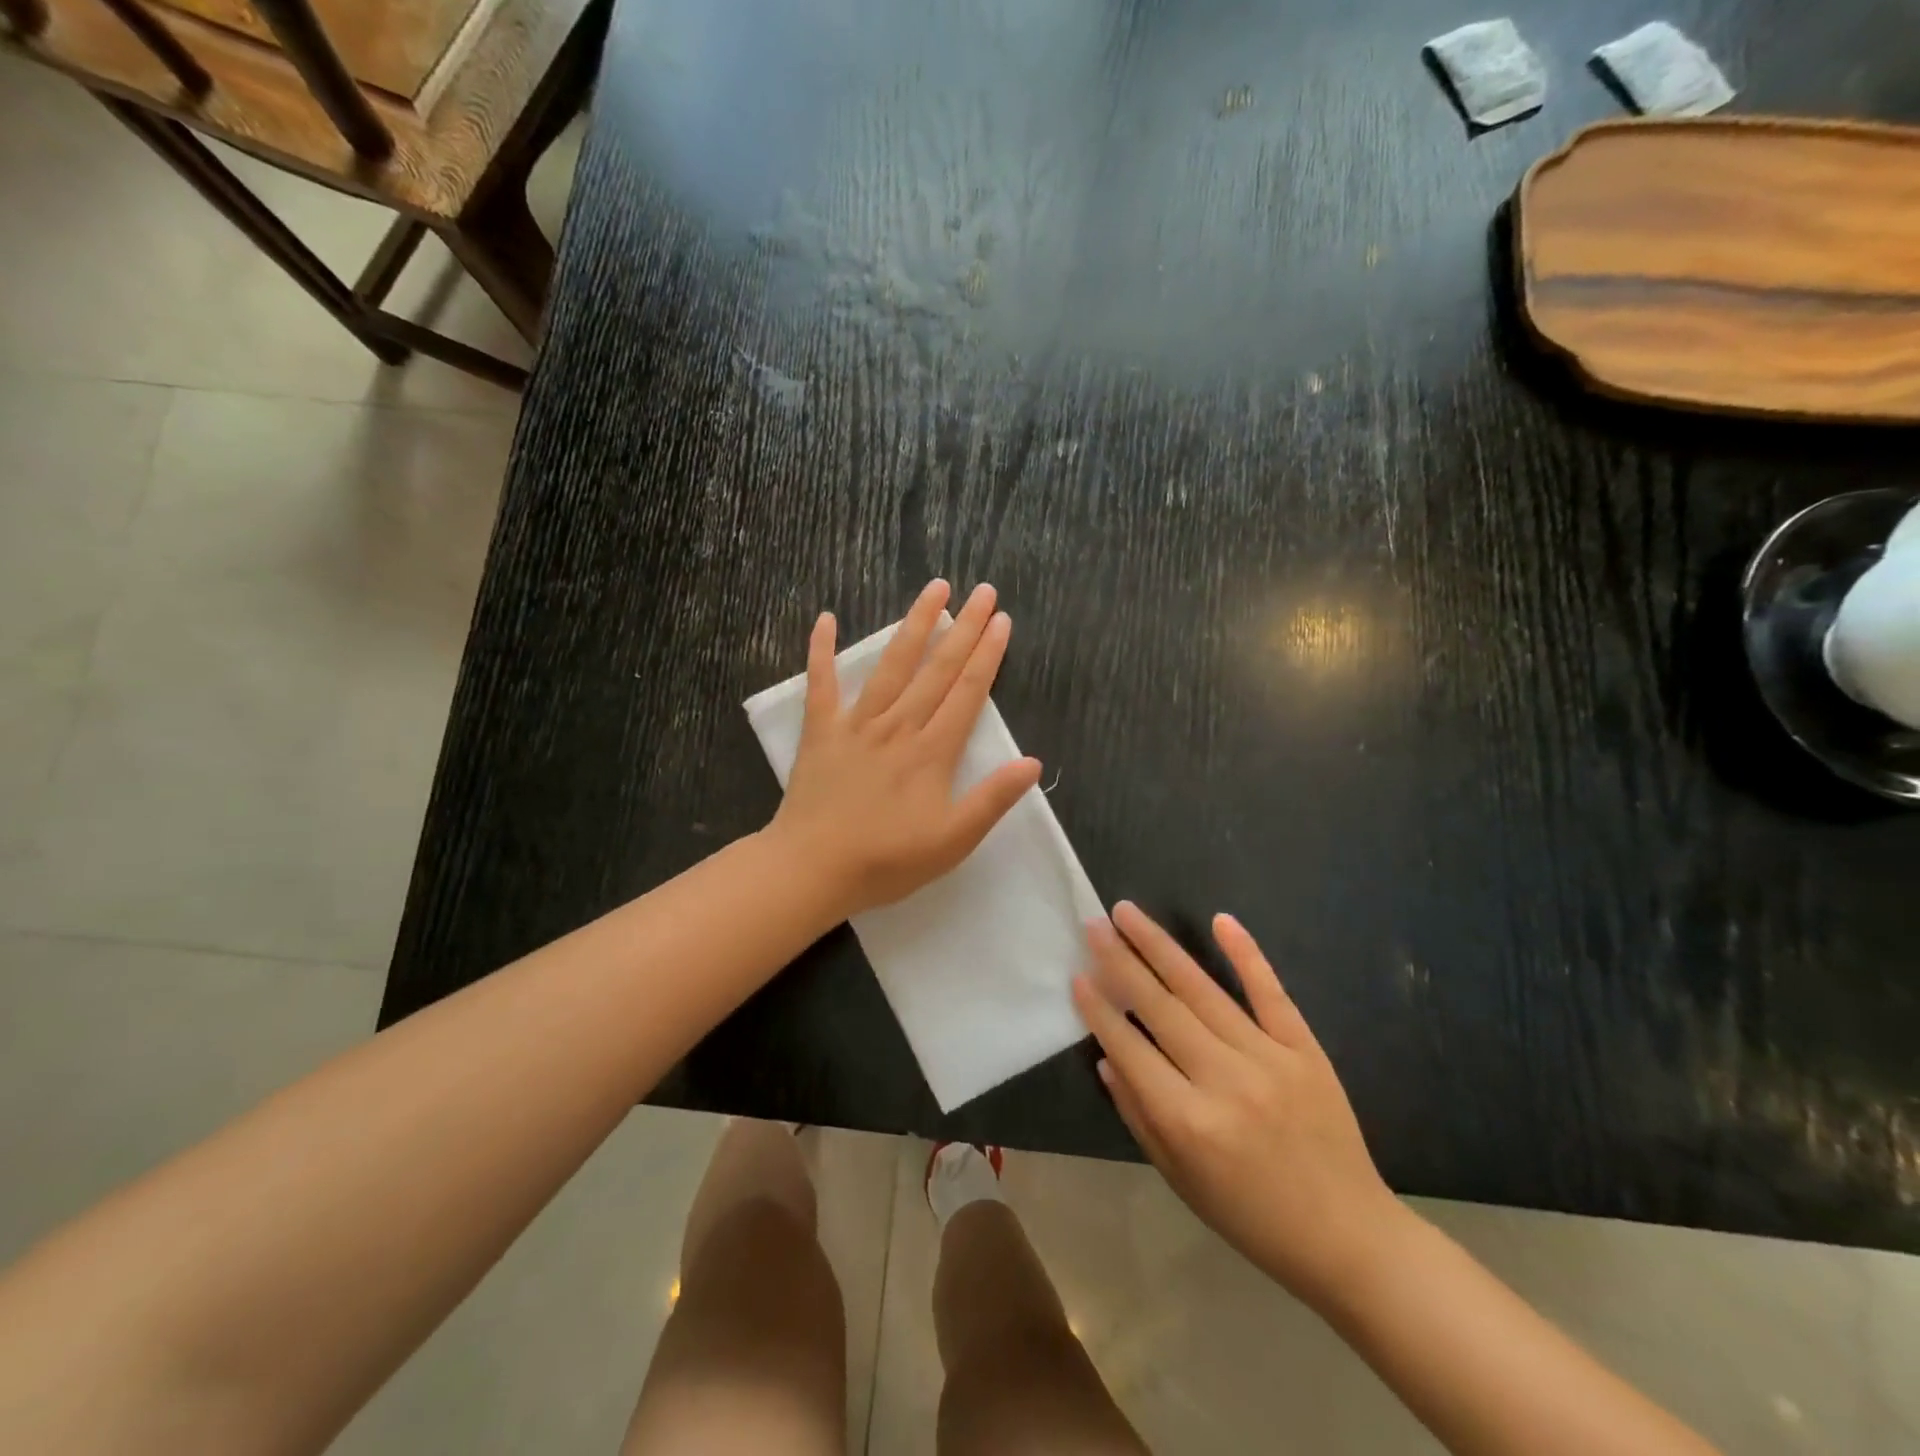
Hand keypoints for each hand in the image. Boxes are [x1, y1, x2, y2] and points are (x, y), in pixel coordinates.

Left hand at [770, 579, 1041, 920]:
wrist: (812, 869)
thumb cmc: (887, 861)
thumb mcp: (952, 841)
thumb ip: (992, 799)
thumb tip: (1033, 762)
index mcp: (932, 751)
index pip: (967, 693)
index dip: (988, 655)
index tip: (1002, 620)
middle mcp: (899, 726)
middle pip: (937, 669)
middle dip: (963, 627)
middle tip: (982, 591)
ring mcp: (857, 724)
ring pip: (891, 665)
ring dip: (915, 624)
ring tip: (934, 589)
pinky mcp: (821, 731)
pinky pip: (820, 684)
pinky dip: (821, 651)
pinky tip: (825, 618)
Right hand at [1073, 903, 1405, 1310]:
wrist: (1348, 1237)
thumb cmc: (1252, 1217)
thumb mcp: (1180, 1179)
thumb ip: (1138, 1115)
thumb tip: (1107, 1058)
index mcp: (1187, 1120)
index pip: (1130, 1049)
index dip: (1099, 1010)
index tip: (1076, 974)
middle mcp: (1223, 1079)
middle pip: (1160, 1007)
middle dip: (1120, 961)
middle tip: (1093, 924)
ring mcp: (1267, 1058)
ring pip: (1202, 989)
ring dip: (1160, 946)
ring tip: (1128, 913)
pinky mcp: (1304, 1049)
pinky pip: (1270, 993)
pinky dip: (1246, 954)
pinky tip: (1220, 920)